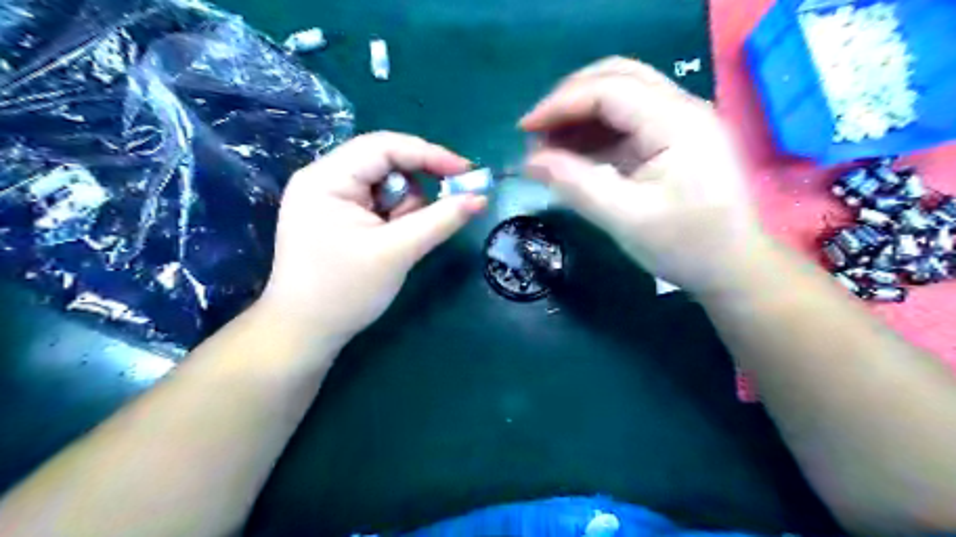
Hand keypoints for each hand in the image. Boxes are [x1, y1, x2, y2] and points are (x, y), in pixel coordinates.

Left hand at [257, 132, 486, 345]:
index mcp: (326, 178)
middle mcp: (324, 179)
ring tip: (397, 243)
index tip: (467, 172)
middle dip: (415, 191)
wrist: (306, 334)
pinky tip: (389, 243)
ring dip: (405, 209)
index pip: (385, 146)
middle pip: (386, 164)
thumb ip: (441, 220)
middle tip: (432, 218)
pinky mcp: (338, 216)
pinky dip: (395, 219)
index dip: (430, 155)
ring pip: (386, 185)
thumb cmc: (344, 292)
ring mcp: (330, 198)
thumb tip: (480, 197)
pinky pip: (379, 203)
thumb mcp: (397, 253)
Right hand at [520, 56, 767, 292]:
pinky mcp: (673, 140)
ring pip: (620, 96)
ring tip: (547, 146)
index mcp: (677, 122)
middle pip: (616, 77)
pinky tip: (573, 154)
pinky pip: (626, 121)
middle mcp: (682, 109)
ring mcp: (680, 122)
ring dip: (579, 115)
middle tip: (536, 132)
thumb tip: (529, 162)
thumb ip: (576, 185)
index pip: (608, 89)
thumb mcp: (626, 219)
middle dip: (569, 100)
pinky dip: (594, 132)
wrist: (733, 268)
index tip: (524, 129)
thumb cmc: (686, 246)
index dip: (560, 103)